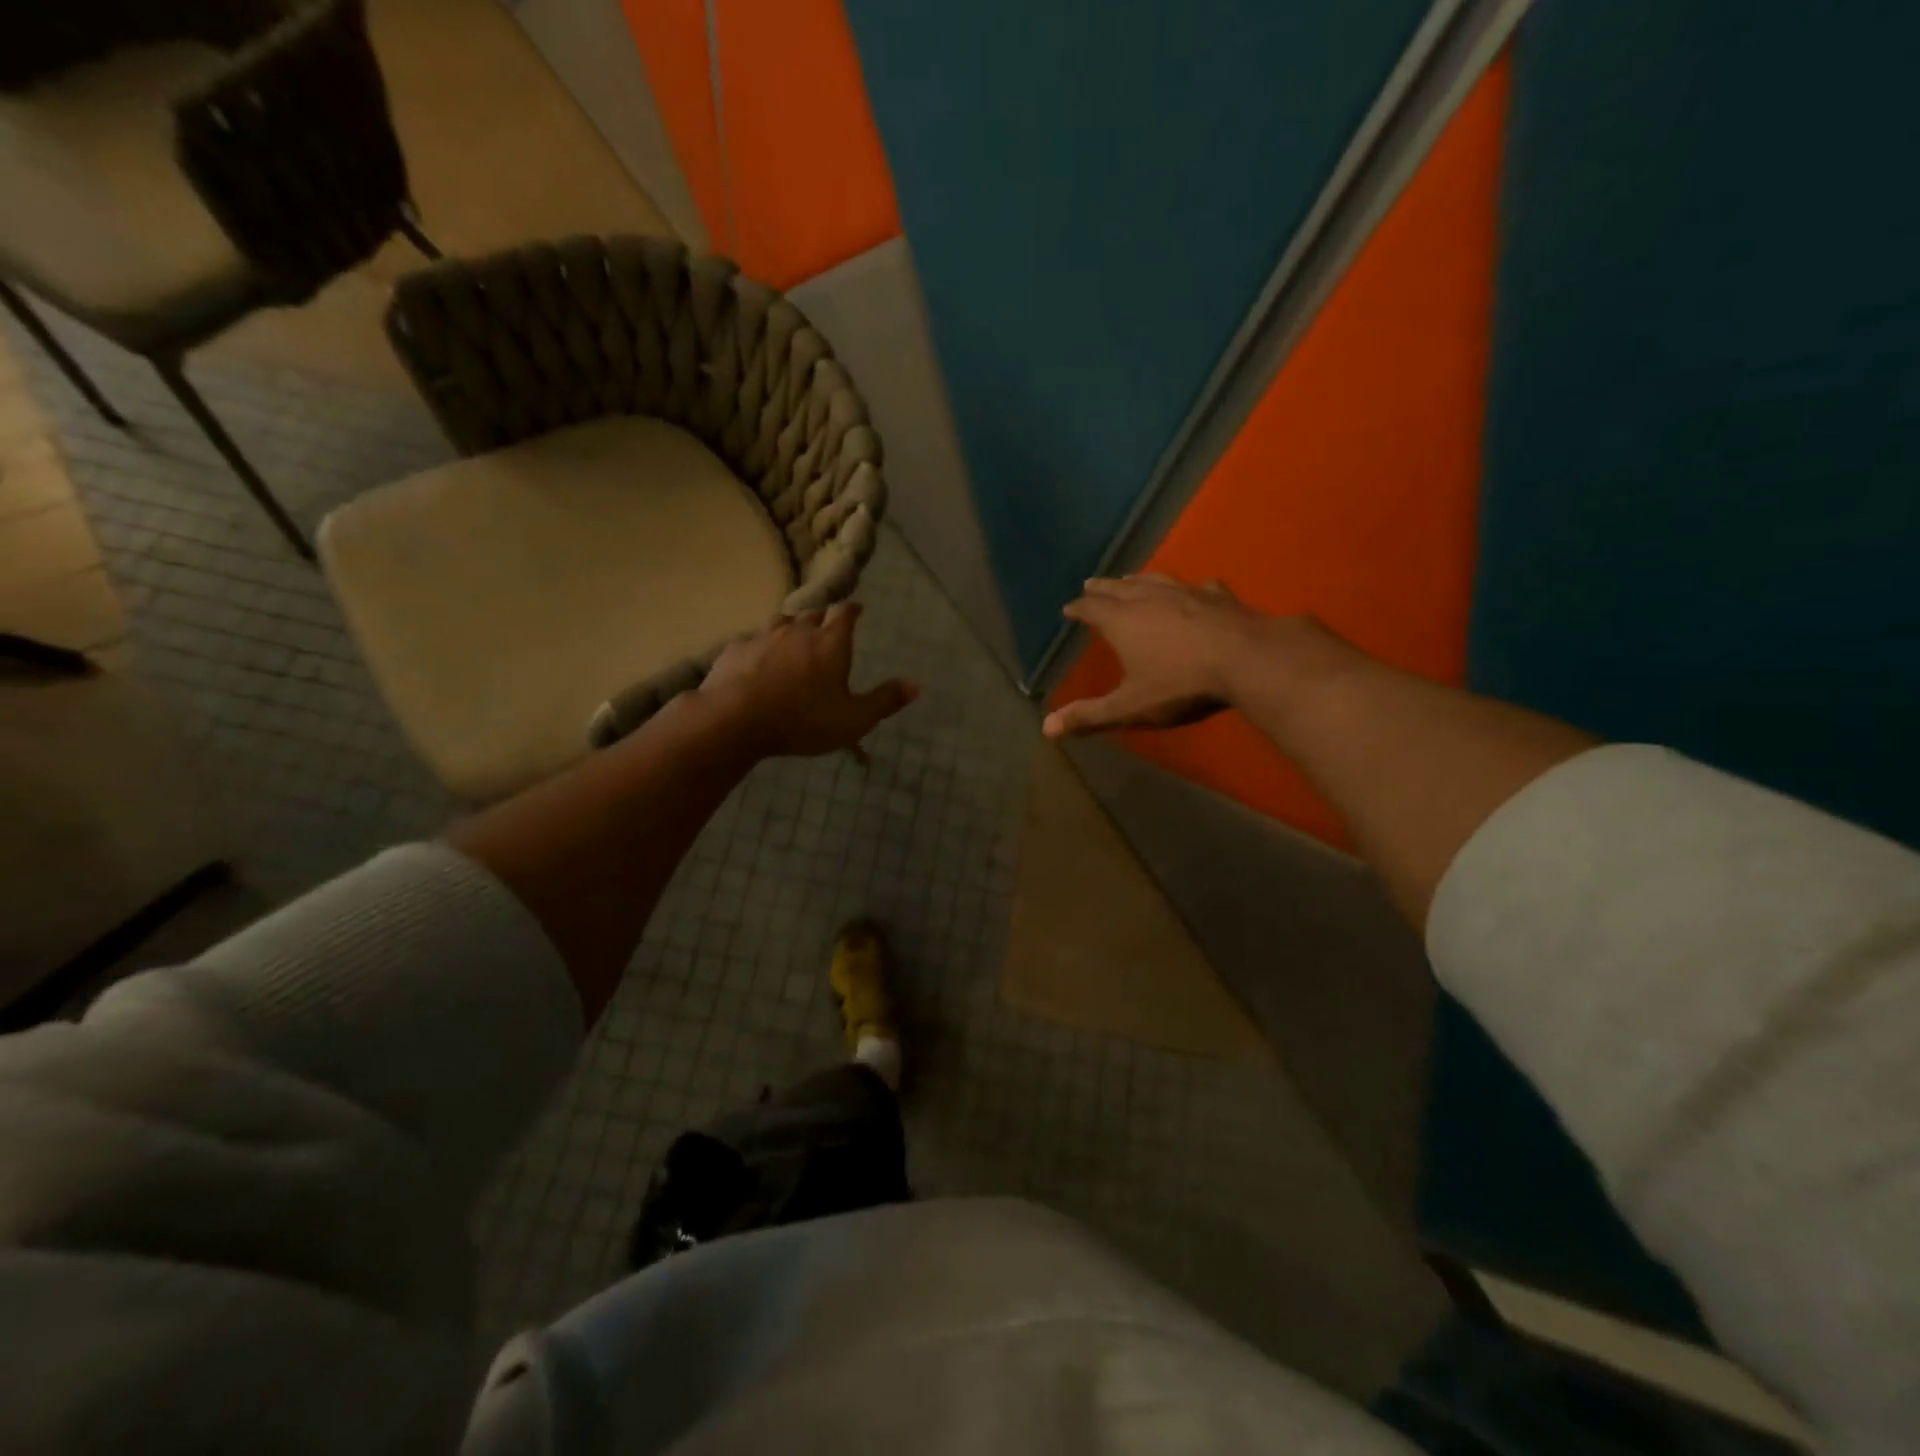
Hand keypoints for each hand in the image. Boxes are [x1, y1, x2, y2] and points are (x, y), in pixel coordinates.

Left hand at [701, 603, 917, 757]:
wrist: (736, 720)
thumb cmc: (803, 720)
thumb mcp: (854, 719)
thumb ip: (885, 700)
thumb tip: (917, 684)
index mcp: (831, 643)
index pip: (844, 613)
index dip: (852, 610)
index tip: (857, 609)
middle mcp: (798, 631)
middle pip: (812, 614)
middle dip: (822, 619)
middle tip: (827, 629)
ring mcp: (763, 637)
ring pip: (781, 622)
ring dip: (791, 628)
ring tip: (794, 640)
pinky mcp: (735, 650)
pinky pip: (753, 641)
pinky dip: (761, 647)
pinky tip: (759, 661)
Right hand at [1042, 575, 1268, 738]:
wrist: (1248, 661)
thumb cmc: (1181, 685)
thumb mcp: (1130, 707)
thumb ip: (1090, 716)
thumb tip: (1046, 728)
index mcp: (1123, 621)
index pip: (1092, 608)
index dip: (1078, 608)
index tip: (1069, 607)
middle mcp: (1150, 599)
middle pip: (1119, 587)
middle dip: (1102, 588)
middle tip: (1090, 584)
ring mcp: (1187, 593)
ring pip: (1155, 580)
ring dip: (1138, 580)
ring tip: (1130, 579)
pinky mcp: (1219, 596)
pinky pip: (1197, 587)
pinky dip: (1187, 588)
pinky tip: (1194, 590)